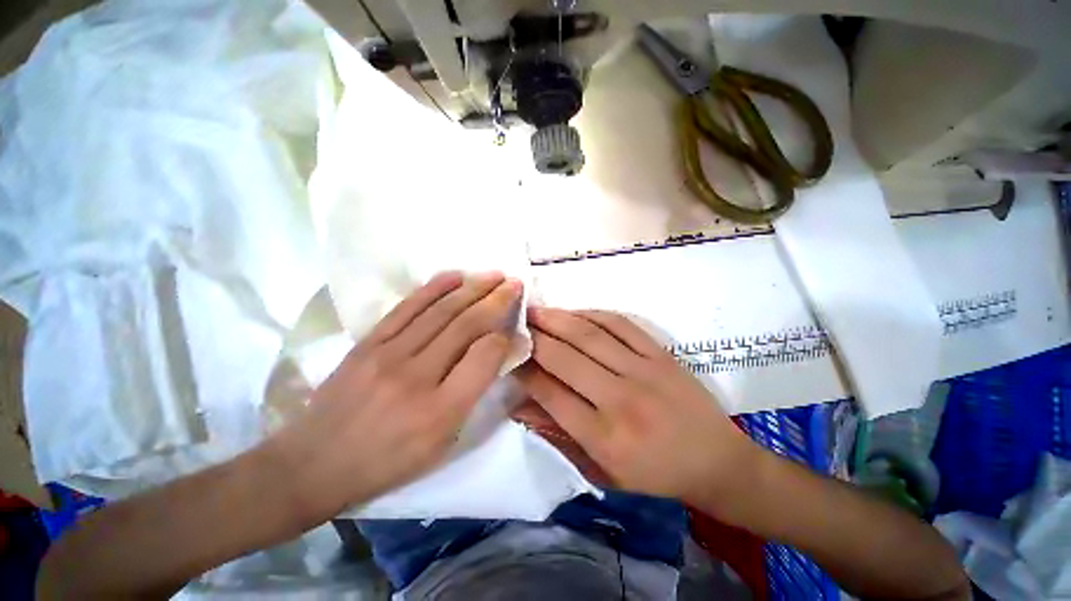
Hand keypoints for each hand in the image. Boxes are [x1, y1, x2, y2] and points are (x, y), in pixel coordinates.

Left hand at [268, 272, 521, 519]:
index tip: (514, 327)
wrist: (314, 464)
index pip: (485, 357)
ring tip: (494, 275)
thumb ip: (473, 395)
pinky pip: (408, 307)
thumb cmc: (389, 461)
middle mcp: (417, 377)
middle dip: (497, 300)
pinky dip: (435, 287)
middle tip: (515, 283)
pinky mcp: (369, 342)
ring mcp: (388, 354)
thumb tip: (497, 353)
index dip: (504, 337)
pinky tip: (455, 275)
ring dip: (473, 287)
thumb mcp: (442, 443)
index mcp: (440, 411)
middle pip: (466, 325)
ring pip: (441, 310)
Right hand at [517, 307, 759, 511]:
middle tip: (516, 324)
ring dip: (557, 318)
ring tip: (535, 310)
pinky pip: (620, 324)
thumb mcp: (601, 471)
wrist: (716, 461)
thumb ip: (558, 435)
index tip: (510, 354)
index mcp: (604, 437)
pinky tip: (574, 312)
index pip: (550, 393)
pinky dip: (592, 314)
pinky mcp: (660, 354)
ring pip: (589, 335)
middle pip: (565, 358)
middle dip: (534, 337)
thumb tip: (520, 406)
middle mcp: (621, 399)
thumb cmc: (654, 473)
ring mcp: (644, 371)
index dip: (525, 370)